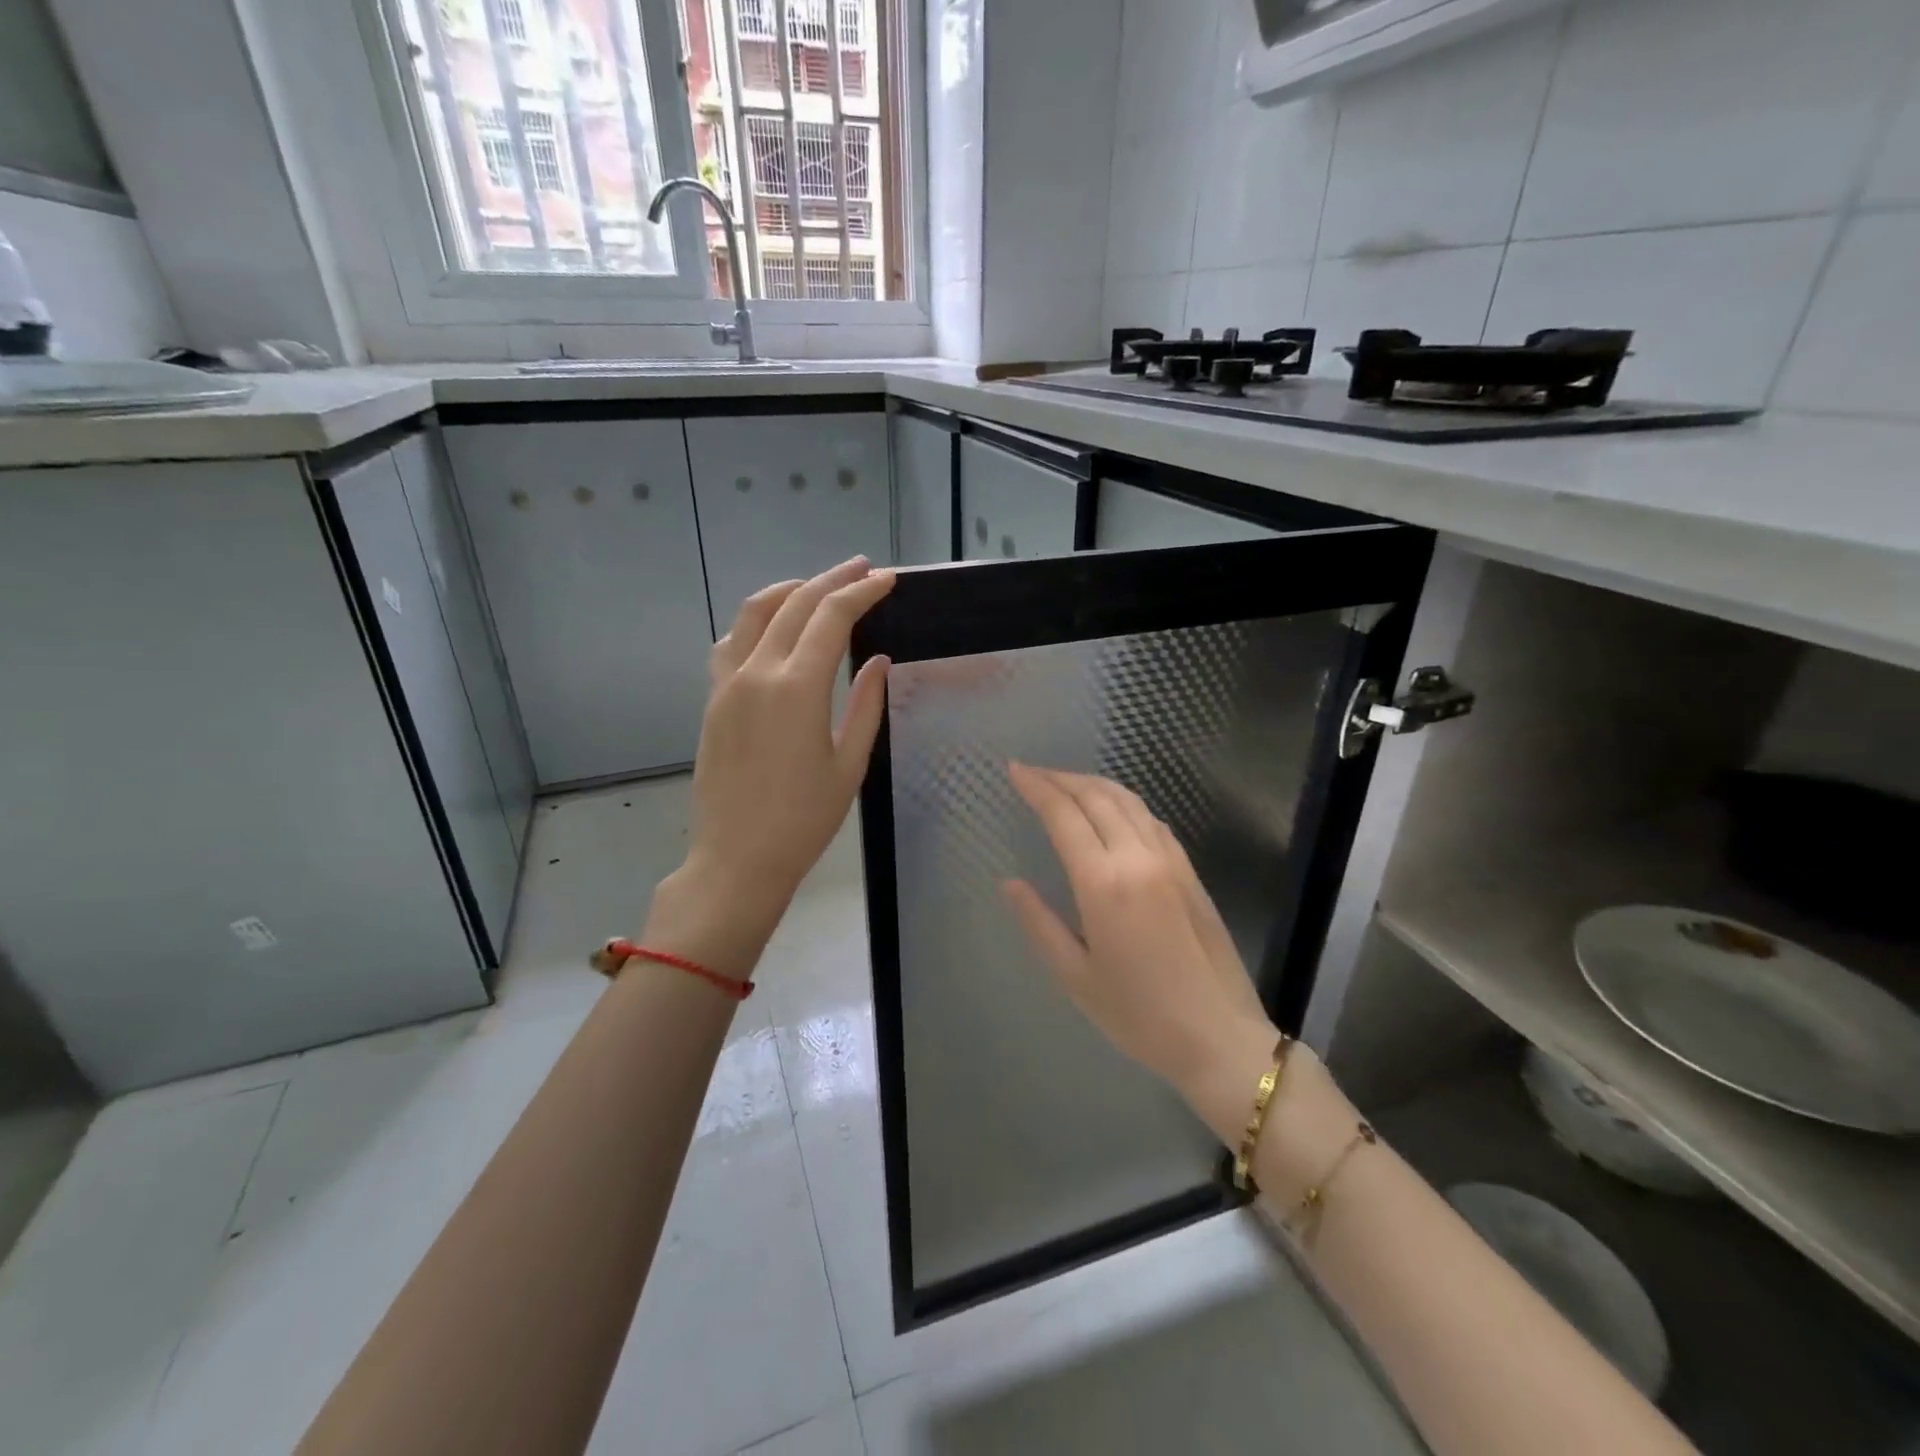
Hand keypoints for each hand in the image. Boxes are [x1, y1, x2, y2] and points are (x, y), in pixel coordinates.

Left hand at [645, 557, 894, 977]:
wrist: (737, 859)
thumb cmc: (804, 820)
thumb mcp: (849, 765)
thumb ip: (866, 705)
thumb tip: (877, 660)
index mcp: (797, 688)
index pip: (831, 617)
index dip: (861, 591)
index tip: (886, 579)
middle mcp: (757, 672)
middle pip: (795, 604)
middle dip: (831, 580)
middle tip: (862, 569)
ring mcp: (728, 683)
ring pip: (755, 613)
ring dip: (790, 590)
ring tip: (818, 586)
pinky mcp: (713, 700)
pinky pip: (731, 642)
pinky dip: (756, 621)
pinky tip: (773, 628)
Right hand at [1003, 764, 1279, 1127]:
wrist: (1219, 1037)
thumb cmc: (1138, 1015)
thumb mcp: (1075, 977)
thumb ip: (1039, 922)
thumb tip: (1009, 883)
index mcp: (1103, 883)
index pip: (1064, 815)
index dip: (1036, 787)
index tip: (1014, 770)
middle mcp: (1137, 858)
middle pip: (1096, 797)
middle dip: (1061, 778)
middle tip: (1032, 772)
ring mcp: (1170, 861)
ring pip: (1128, 801)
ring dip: (1093, 783)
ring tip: (1066, 783)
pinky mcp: (1190, 872)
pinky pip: (1152, 819)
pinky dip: (1124, 802)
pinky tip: (1113, 810)